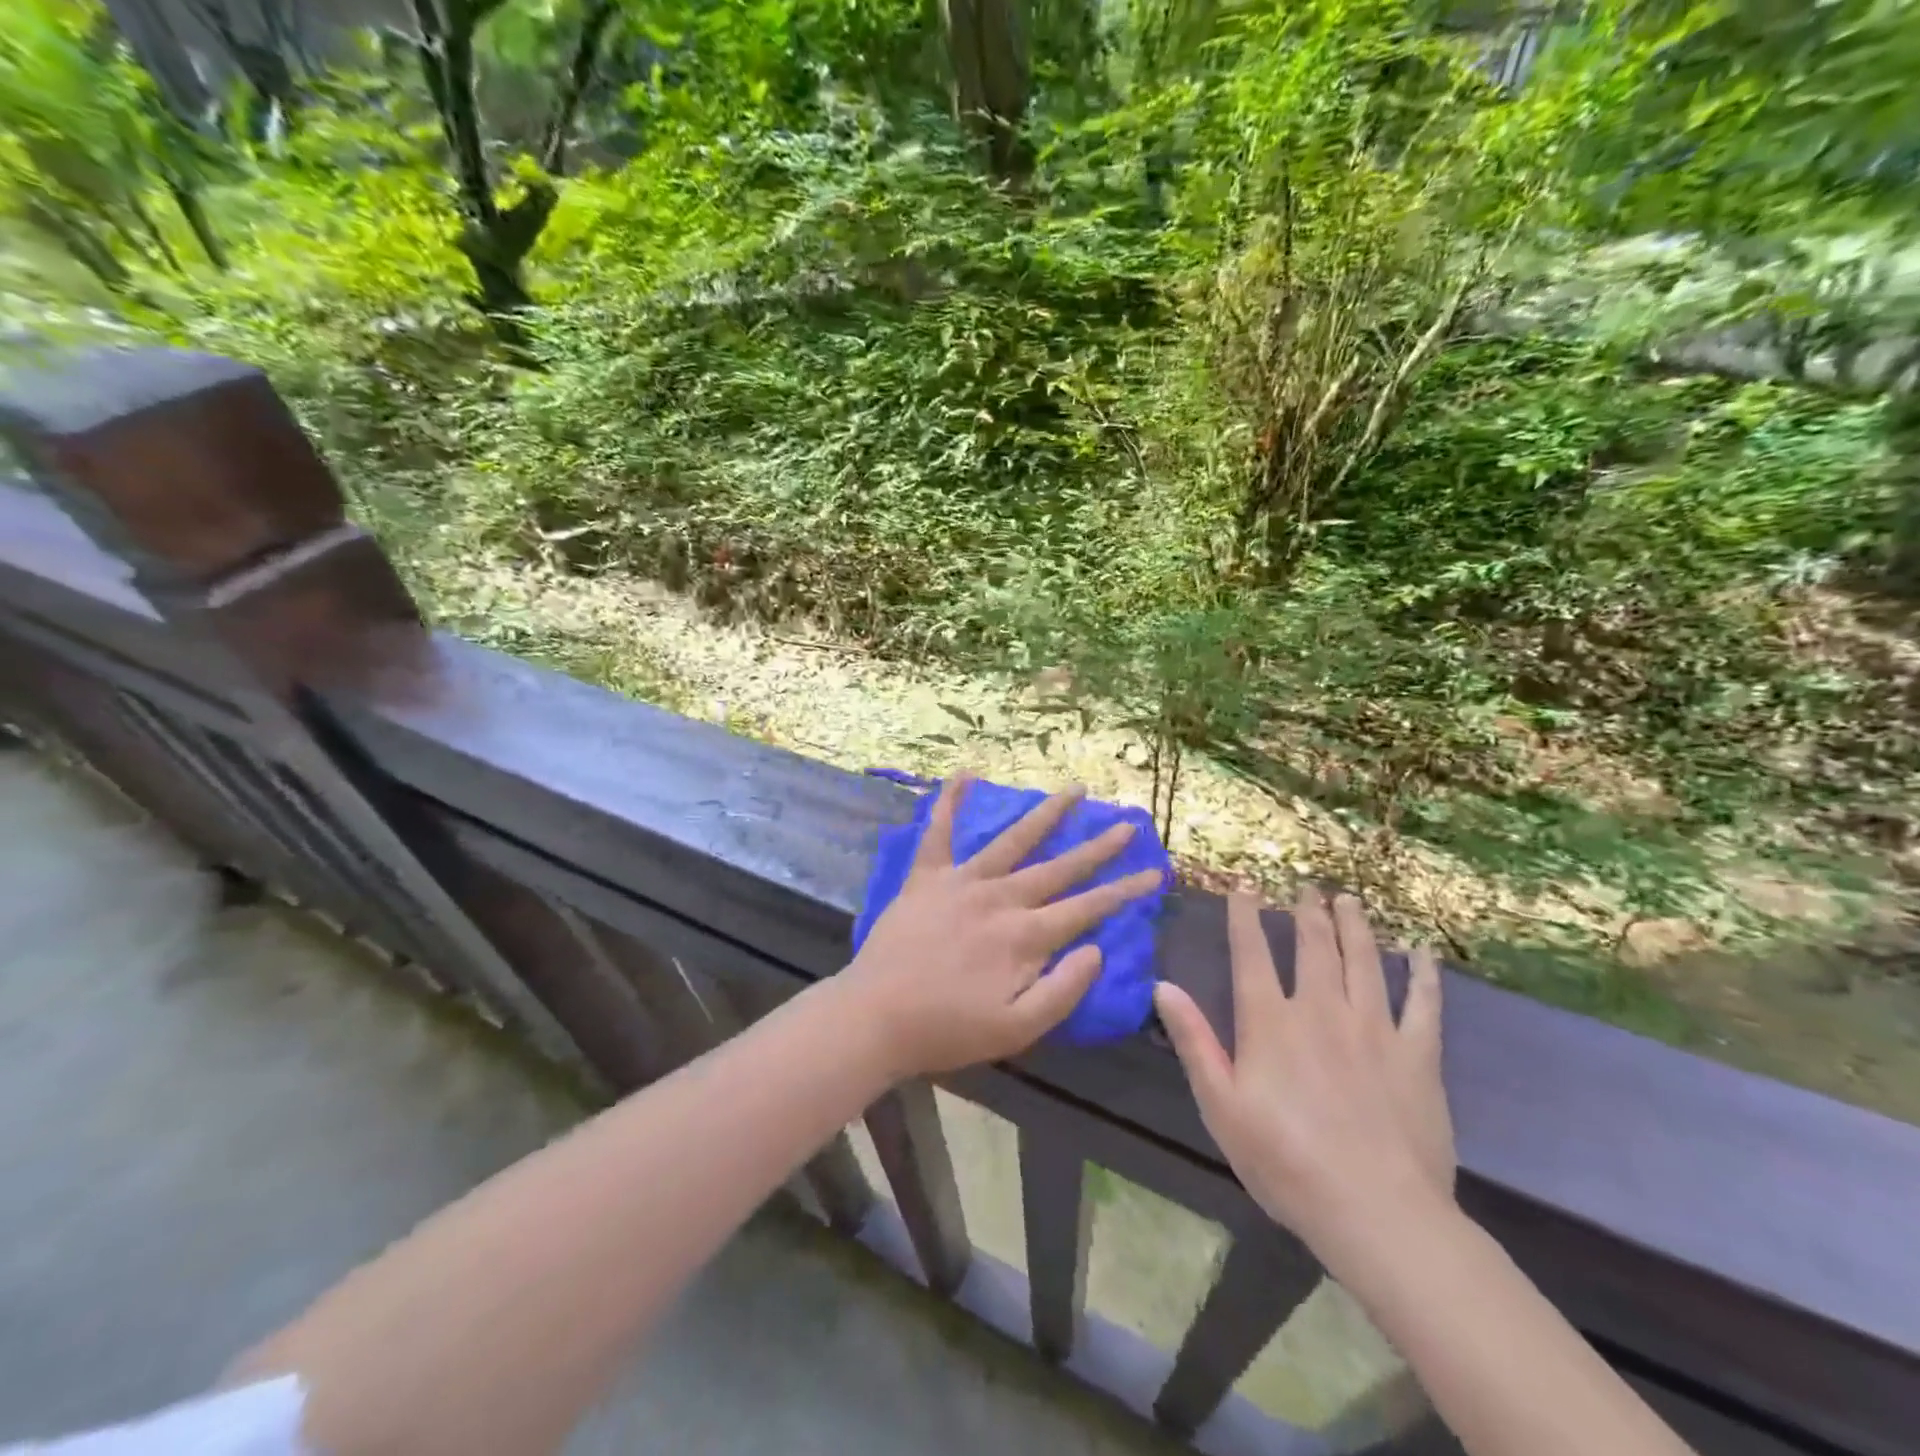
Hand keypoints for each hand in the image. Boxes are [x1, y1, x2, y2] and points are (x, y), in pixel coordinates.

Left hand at [842, 776, 1162, 1078]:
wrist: (875, 1017)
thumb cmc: (948, 1030)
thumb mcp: (1017, 1029)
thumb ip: (1063, 990)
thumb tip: (1097, 949)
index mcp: (1024, 936)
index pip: (1087, 908)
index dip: (1124, 891)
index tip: (1154, 872)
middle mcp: (1000, 898)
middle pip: (1059, 867)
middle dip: (1098, 846)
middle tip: (1127, 822)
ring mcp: (962, 881)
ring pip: (1013, 840)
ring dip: (1046, 813)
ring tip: (1073, 790)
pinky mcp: (926, 876)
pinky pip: (938, 831)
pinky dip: (949, 801)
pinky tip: (963, 774)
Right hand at [1154, 888, 1453, 1275]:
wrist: (1376, 1212)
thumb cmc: (1285, 1161)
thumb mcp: (1221, 1105)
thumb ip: (1194, 1041)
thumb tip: (1163, 985)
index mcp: (1270, 1022)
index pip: (1251, 953)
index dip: (1245, 915)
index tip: (1245, 884)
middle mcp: (1320, 1010)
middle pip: (1313, 947)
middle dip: (1307, 912)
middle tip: (1307, 887)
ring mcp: (1374, 1029)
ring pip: (1363, 961)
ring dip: (1355, 926)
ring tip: (1349, 900)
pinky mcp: (1417, 1056)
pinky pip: (1423, 1005)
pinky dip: (1422, 975)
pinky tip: (1421, 953)